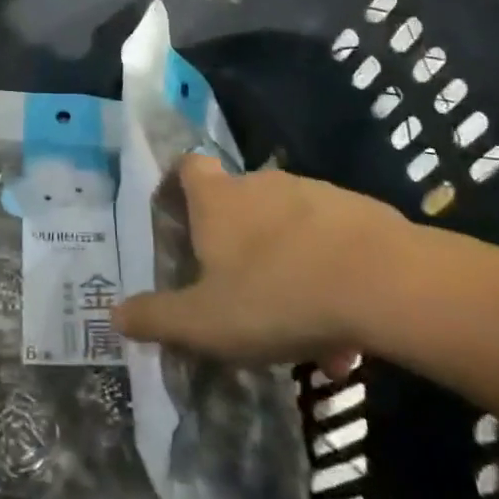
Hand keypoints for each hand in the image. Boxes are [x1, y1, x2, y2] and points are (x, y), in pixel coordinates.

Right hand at [113, 156, 405, 370]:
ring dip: (288, 270)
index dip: (179, 183)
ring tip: (302, 332)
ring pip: (289, 230)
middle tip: (242, 296)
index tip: (180, 215)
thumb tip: (114, 316)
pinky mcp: (359, 212)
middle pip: (239, 203)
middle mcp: (261, 184)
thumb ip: (157, 319)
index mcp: (218, 201)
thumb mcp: (205, 322)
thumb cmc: (277, 295)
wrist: (384, 283)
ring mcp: (314, 193)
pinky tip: (345, 333)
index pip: (188, 166)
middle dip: (238, 244)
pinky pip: (332, 245)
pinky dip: (330, 278)